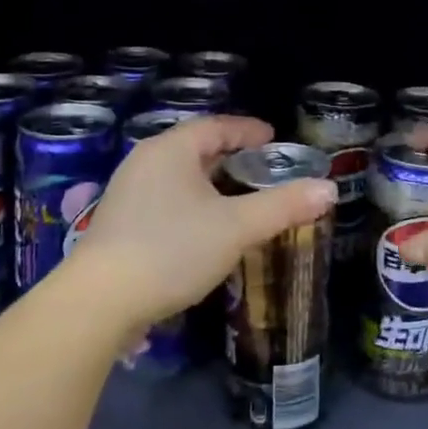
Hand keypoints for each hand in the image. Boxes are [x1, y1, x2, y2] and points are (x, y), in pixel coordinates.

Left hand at [69, 115, 336, 330]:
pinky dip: (192, 203)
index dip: (248, 130)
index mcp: (171, 149)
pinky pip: (165, 198)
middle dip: (231, 157)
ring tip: (239, 198)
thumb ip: (283, 206)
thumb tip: (329, 189)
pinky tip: (205, 228)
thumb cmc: (172, 250)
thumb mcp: (236, 227)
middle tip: (263, 170)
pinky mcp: (118, 223)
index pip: (216, 125)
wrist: (98, 302)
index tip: (274, 139)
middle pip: (196, 148)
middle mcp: (145, 161)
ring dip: (211, 182)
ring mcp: (127, 192)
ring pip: (180, 176)